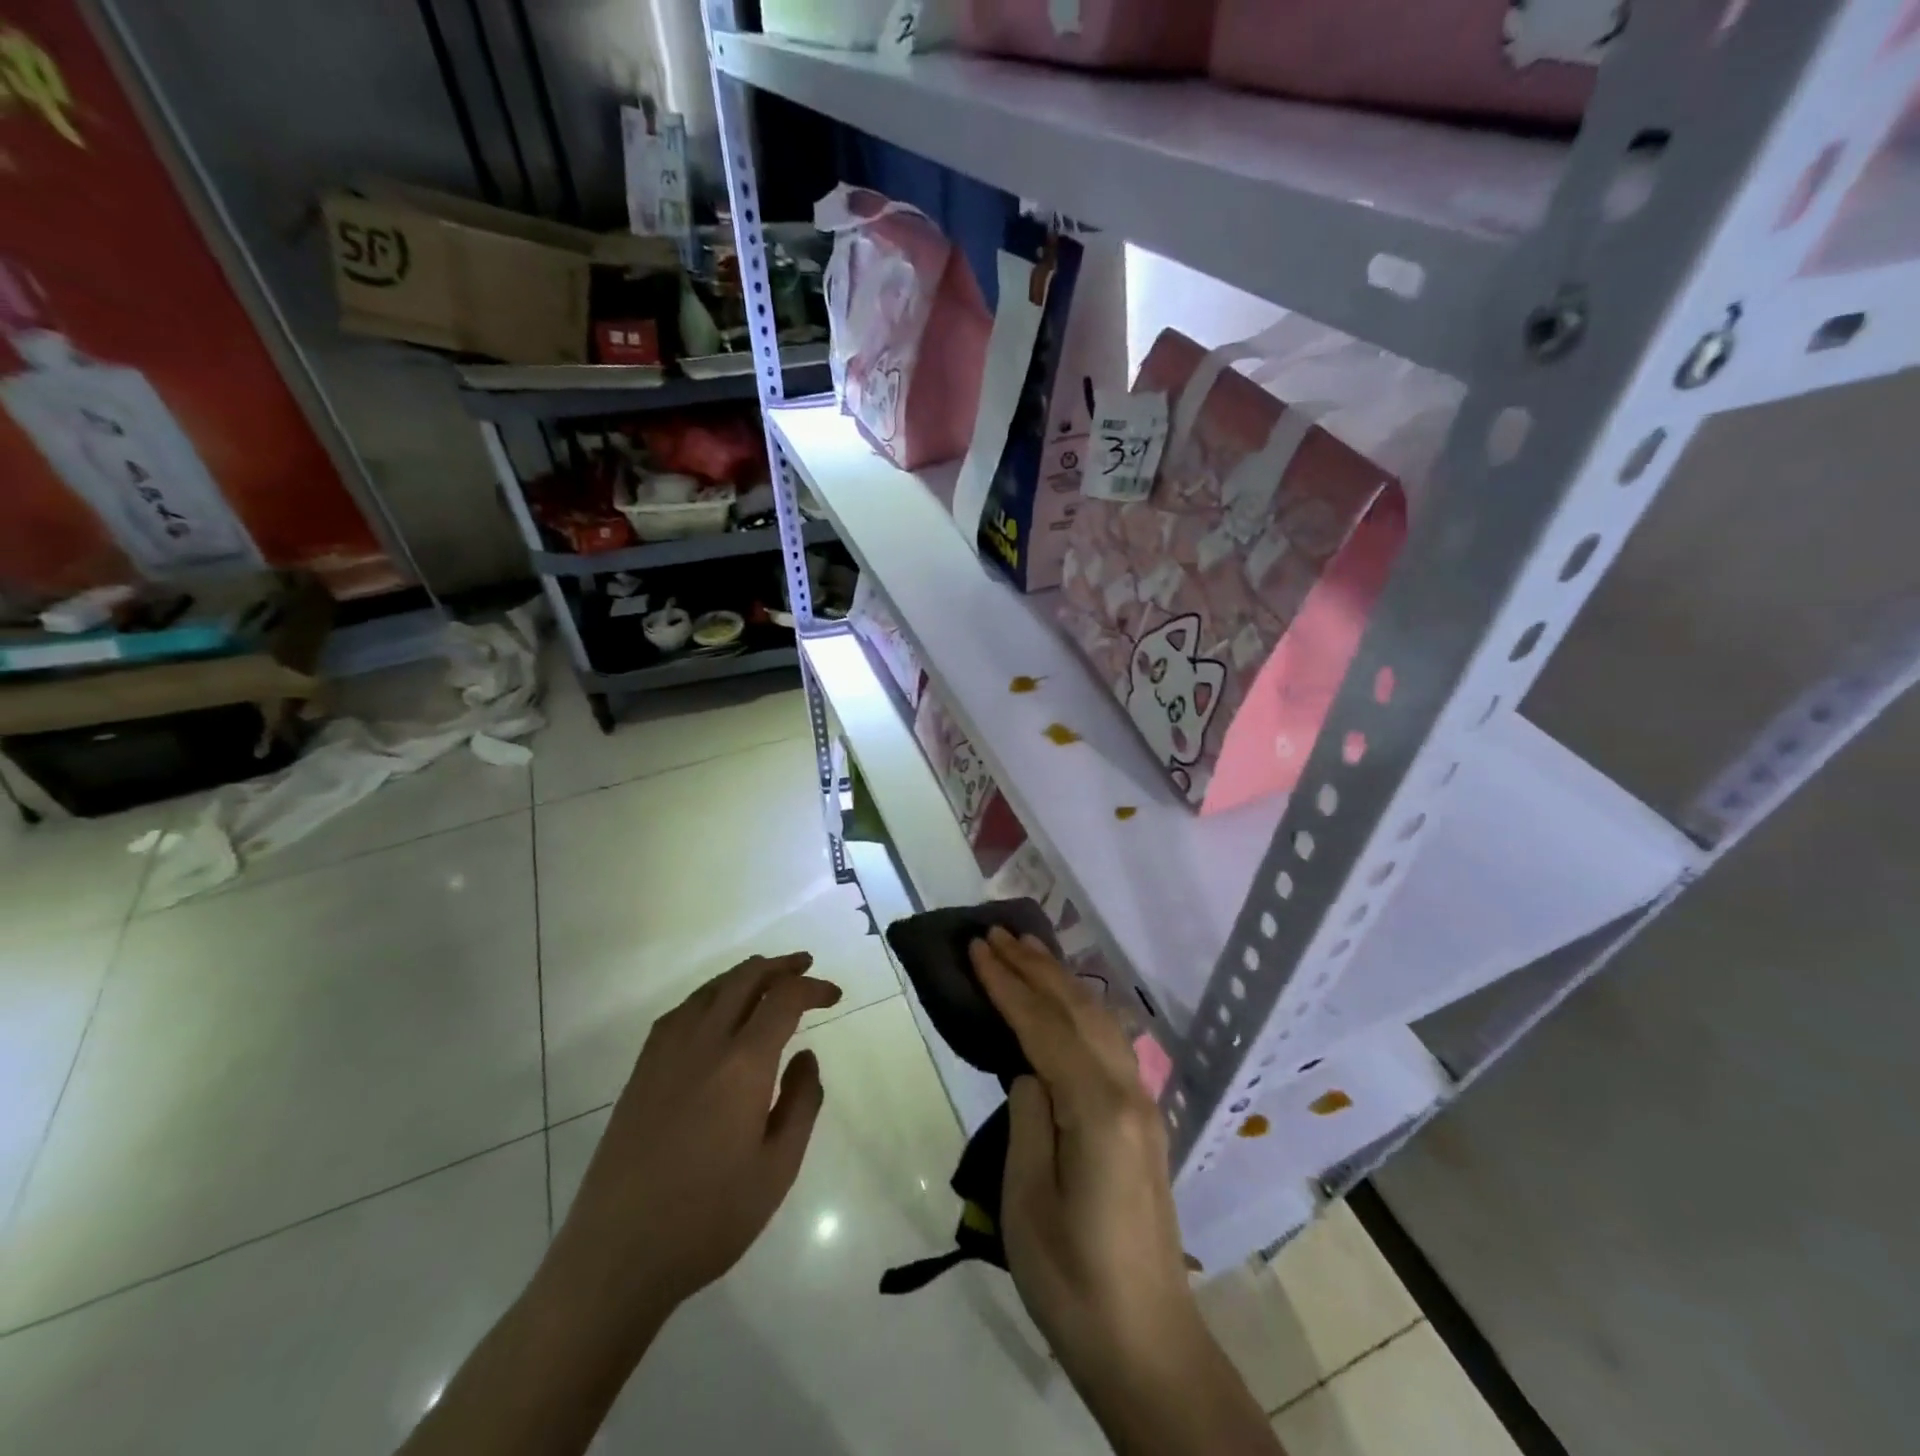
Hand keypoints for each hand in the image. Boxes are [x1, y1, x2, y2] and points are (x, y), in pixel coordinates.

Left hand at [548, 952, 841, 1328]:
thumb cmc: (708, 1219)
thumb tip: (806, 1057)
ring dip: (744, 976)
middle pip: (744, 980)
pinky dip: (708, 996)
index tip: (833, 996)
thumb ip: (801, 1104)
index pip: (784, 1000)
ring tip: (767, 979)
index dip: (813, 988)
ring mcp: (665, 1055)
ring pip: (710, 990)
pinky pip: (680, 1013)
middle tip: (805, 965)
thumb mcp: (777, 1169)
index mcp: (742, 1065)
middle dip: (780, 967)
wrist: (617, 1256)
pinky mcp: (641, 1073)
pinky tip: (714, 1011)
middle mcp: (703, 1044)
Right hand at [972, 931, 1281, 1455]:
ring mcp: (1142, 1103)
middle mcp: (1127, 1091)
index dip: (1007, 984)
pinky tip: (1065, 1001)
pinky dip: (1080, 1008)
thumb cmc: (1073, 1280)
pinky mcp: (1143, 1119)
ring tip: (1025, 949)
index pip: (1044, 1026)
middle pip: (1076, 1010)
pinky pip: (1109, 1041)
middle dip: (1033, 967)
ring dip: (1059, 980)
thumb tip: (1028, 1070)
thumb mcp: (1027, 1202)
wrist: (1147, 1343)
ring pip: (1098, 1019)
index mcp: (1096, 1109)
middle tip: (994, 933)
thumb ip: (1028, 1119)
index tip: (977, 948)